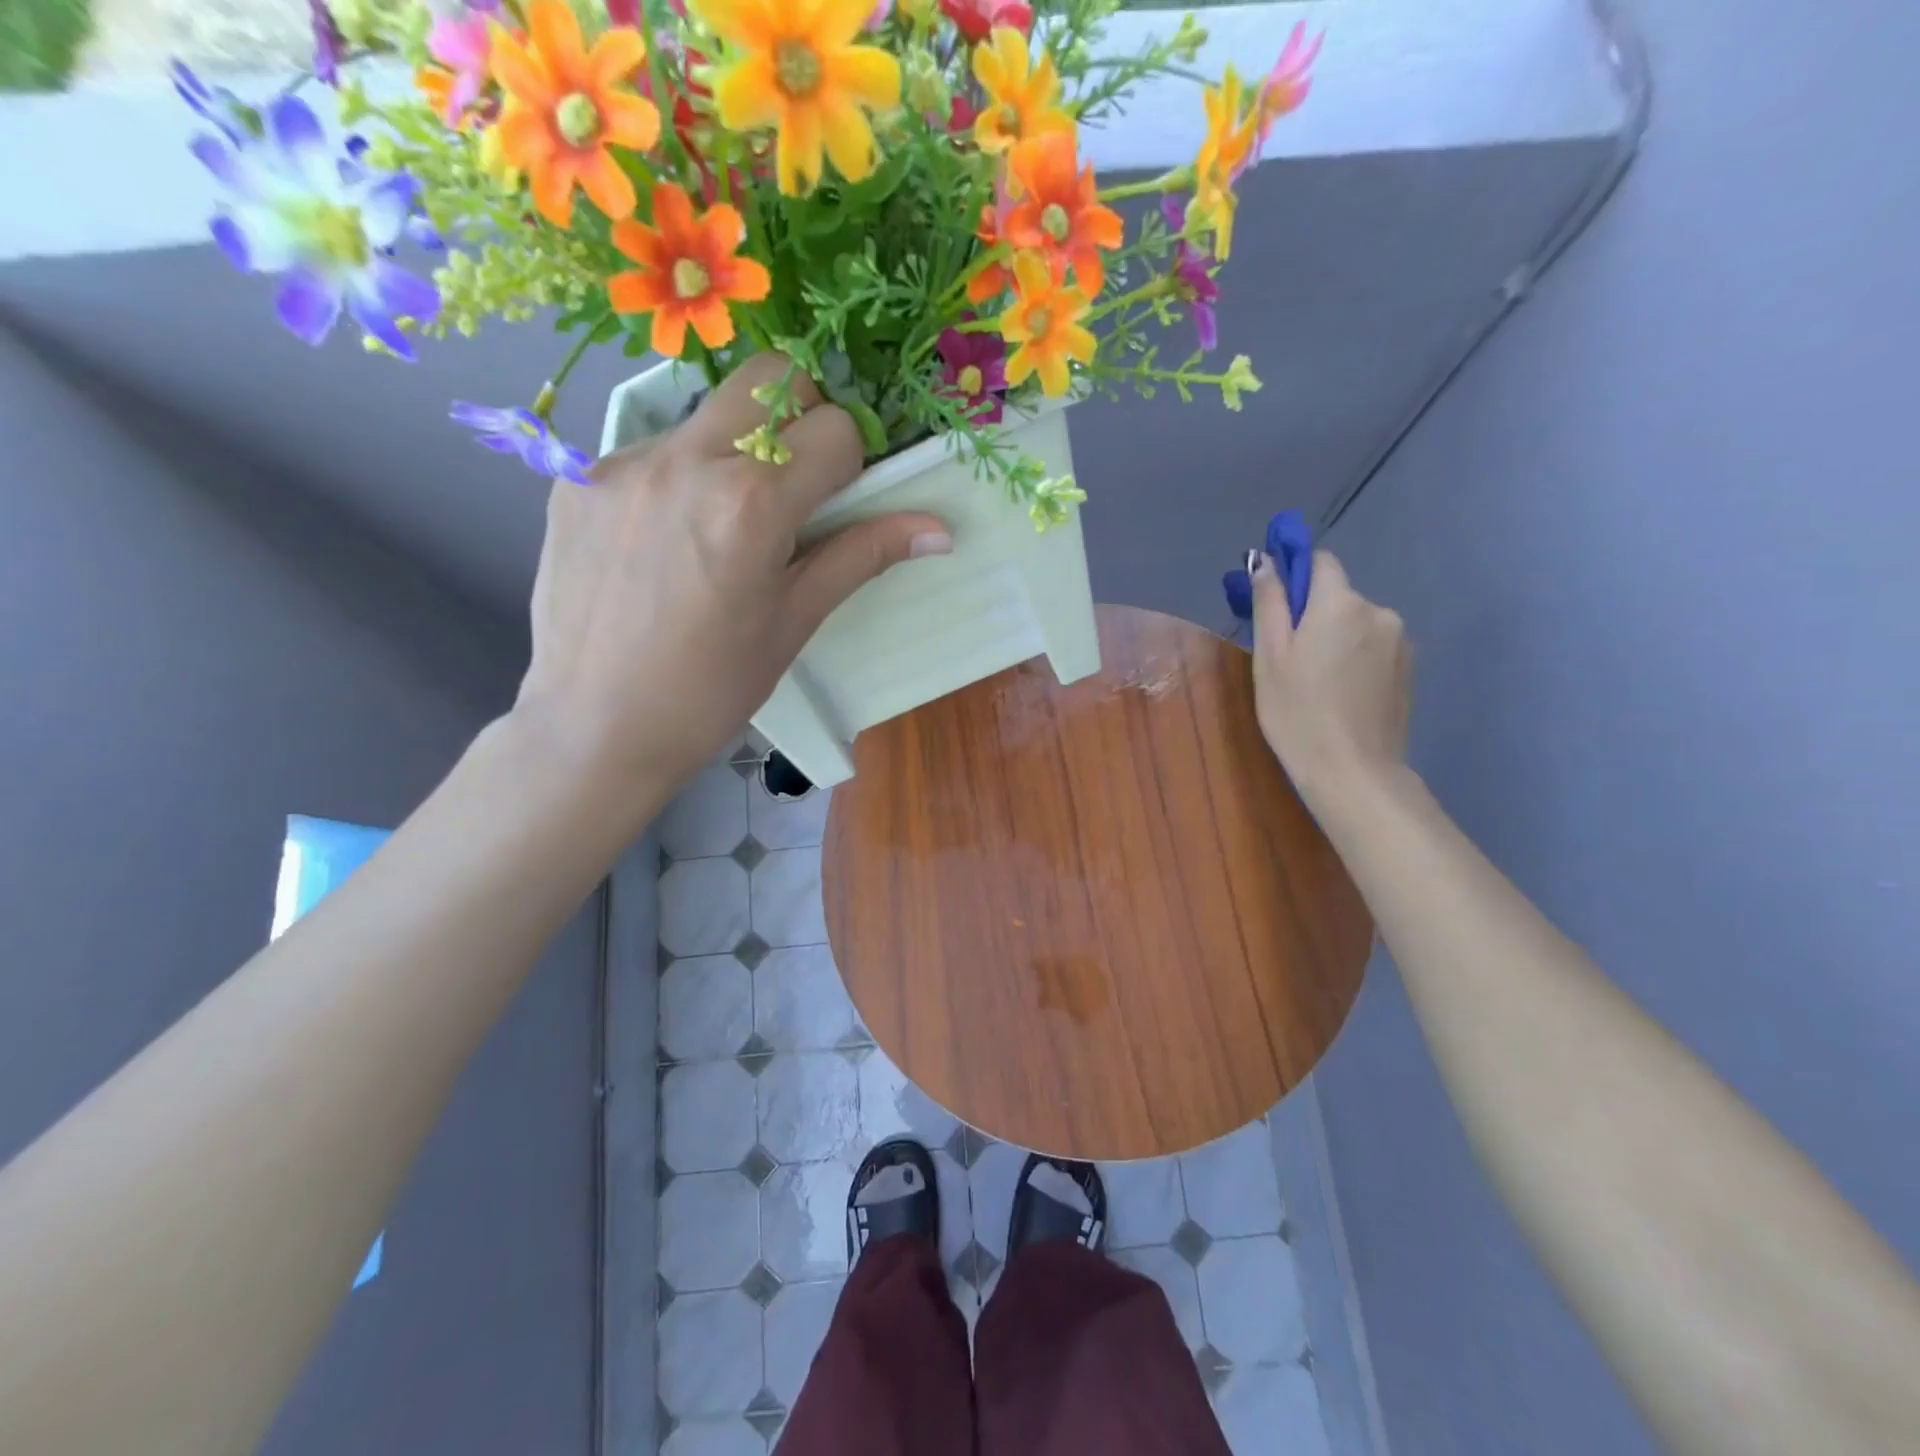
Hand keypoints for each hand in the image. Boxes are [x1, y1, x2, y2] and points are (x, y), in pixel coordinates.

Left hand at [512, 354, 951, 799]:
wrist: (594, 728)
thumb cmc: (711, 689)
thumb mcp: (795, 621)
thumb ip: (862, 556)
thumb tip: (939, 530)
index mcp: (751, 502)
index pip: (834, 429)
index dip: (851, 463)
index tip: (837, 505)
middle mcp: (686, 459)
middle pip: (770, 379)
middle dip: (801, 418)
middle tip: (794, 486)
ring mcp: (623, 463)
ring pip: (708, 413)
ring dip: (736, 449)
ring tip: (721, 527)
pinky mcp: (577, 478)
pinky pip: (652, 450)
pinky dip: (680, 478)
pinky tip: (666, 543)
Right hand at [1251, 548, 1412, 803]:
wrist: (1353, 771)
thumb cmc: (1297, 712)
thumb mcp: (1270, 657)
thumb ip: (1269, 603)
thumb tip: (1266, 561)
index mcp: (1341, 603)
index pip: (1321, 562)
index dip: (1296, 575)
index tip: (1275, 605)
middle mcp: (1379, 611)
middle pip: (1339, 597)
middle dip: (1314, 616)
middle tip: (1289, 659)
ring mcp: (1401, 641)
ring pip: (1358, 624)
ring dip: (1337, 639)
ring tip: (1317, 683)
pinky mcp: (1410, 669)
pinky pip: (1375, 648)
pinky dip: (1356, 659)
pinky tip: (1342, 695)